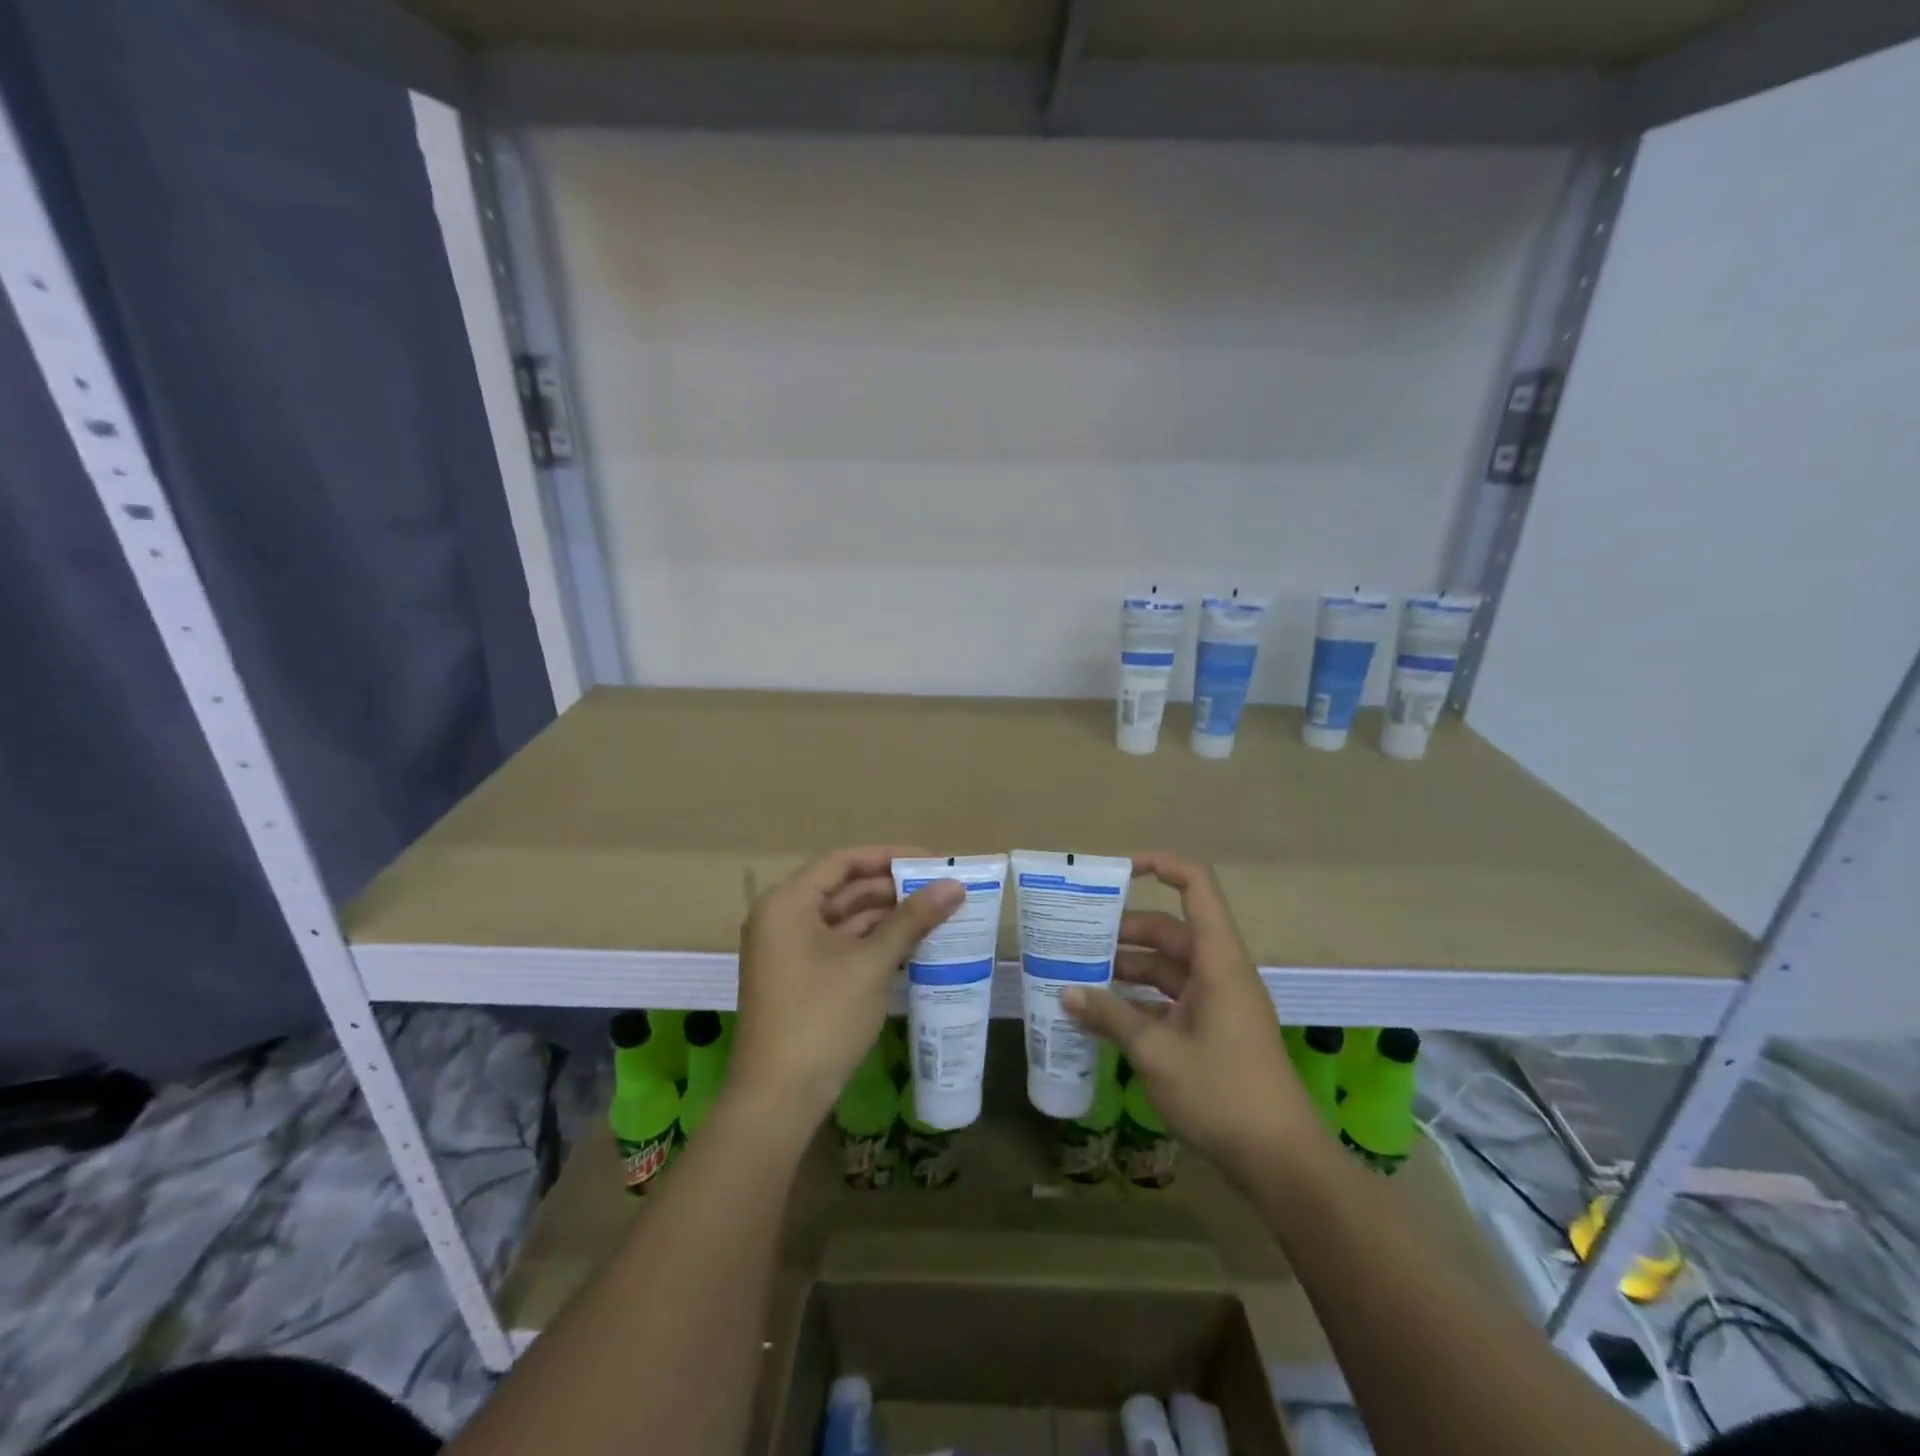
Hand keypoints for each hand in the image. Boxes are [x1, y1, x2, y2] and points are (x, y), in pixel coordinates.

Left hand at [730, 846, 962, 1132]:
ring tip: (936, 915)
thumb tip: (955, 886)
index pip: (843, 862)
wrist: (778, 1099)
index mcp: (788, 903)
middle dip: (893, 888)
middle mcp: (783, 918)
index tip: (932, 860)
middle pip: (844, 888)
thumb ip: (912, 919)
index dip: (890, 856)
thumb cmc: (822, 1018)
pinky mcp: (800, 978)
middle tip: (941, 889)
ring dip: (887, 917)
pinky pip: (840, 945)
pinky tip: (912, 945)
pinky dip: (873, 943)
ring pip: (844, 919)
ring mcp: (789, 950)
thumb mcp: (871, 964)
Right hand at [1063, 853, 1321, 1181]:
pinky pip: (1171, 997)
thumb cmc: (1223, 1094)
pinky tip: (1104, 1013)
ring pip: (1167, 966)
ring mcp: (1218, 1001)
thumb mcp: (1157, 1053)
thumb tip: (1065, 993)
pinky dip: (1139, 999)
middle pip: (1170, 929)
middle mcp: (1219, 971)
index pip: (1196, 887)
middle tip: (1076, 935)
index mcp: (1217, 960)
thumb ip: (1110, 1017)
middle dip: (1123, 929)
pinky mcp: (1213, 1029)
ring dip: (1127, 967)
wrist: (1281, 1162)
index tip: (1116, 871)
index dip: (1160, 865)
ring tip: (1079, 972)